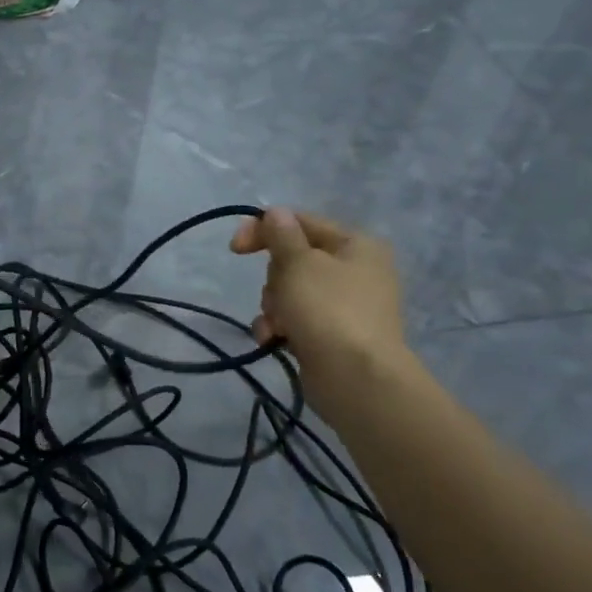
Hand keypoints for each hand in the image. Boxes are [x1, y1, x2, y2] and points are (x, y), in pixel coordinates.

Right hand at [230, 209, 409, 410]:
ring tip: (278, 324)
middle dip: (274, 279)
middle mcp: (354, 271)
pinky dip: (280, 326)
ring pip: (289, 291)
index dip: (264, 230)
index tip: (234, 248)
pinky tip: (274, 339)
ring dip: (273, 306)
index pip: (301, 222)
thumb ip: (281, 234)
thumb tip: (275, 212)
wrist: (356, 378)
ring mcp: (344, 305)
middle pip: (293, 259)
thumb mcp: (298, 263)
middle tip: (277, 294)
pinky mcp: (331, 334)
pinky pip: (294, 319)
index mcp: (356, 244)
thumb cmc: (328, 309)